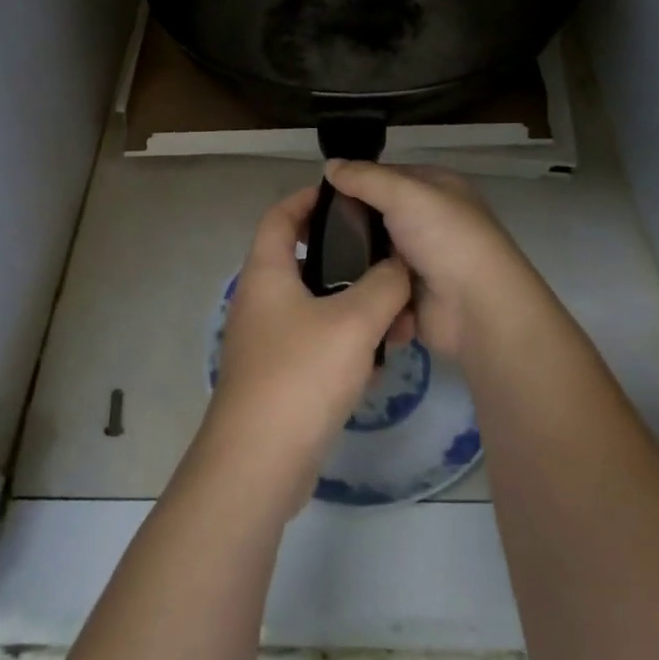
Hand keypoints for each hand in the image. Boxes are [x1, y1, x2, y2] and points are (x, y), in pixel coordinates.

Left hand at [208, 186, 412, 508]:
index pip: (280, 215)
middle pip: (303, 260)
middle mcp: (260, 300)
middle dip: (347, 258)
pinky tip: (378, 361)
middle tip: (386, 259)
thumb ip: (384, 285)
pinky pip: (317, 342)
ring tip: (397, 317)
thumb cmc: (300, 375)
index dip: (308, 198)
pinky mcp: (278, 376)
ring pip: (316, 306)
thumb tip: (400, 267)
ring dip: (354, 307)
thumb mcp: (354, 321)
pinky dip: (346, 342)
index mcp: (266, 272)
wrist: (258, 464)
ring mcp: (267, 340)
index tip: (346, 196)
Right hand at [323, 161, 539, 358]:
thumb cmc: (445, 238)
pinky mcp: (412, 297)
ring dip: (352, 259)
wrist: (477, 309)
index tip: (318, 193)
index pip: (387, 177)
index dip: (356, 181)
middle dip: (349, 224)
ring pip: (374, 254)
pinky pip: (377, 287)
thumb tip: (330, 164)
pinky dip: (362, 289)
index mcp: (436, 189)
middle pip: (378, 216)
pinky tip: (331, 288)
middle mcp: (430, 221)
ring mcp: (421, 261)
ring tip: (314, 261)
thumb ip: (365, 178)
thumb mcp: (404, 194)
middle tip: (310, 230)